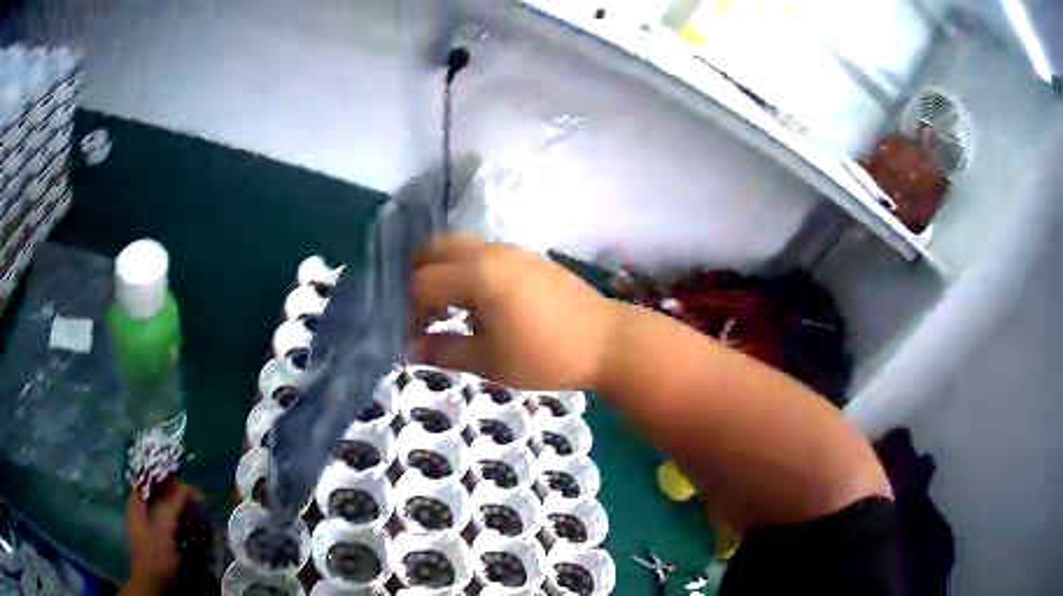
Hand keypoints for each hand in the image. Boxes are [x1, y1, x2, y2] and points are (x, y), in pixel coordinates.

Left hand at [122, 482, 200, 595]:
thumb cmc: (155, 554)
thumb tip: (191, 488)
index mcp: (139, 498)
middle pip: (164, 490)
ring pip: (172, 505)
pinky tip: (197, 528)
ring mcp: (155, 522)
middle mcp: (145, 506)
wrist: (156, 586)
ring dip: (186, 508)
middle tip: (200, 504)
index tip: (191, 486)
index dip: (171, 476)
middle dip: (182, 494)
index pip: (153, 475)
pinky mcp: (166, 536)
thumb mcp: (162, 526)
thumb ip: (171, 502)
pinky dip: (187, 521)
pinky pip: (177, 520)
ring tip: (201, 516)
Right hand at [411, 236, 622, 390]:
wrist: (606, 341)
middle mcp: (489, 251)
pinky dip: (465, 269)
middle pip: (434, 250)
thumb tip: (411, 348)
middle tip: (421, 314)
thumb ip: (444, 351)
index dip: (408, 310)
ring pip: (458, 247)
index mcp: (477, 274)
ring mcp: (511, 249)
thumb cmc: (546, 356)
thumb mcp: (489, 361)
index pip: (421, 283)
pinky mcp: (527, 256)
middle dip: (418, 278)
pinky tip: (477, 302)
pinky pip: (482, 252)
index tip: (411, 336)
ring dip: (442, 272)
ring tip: (446, 310)